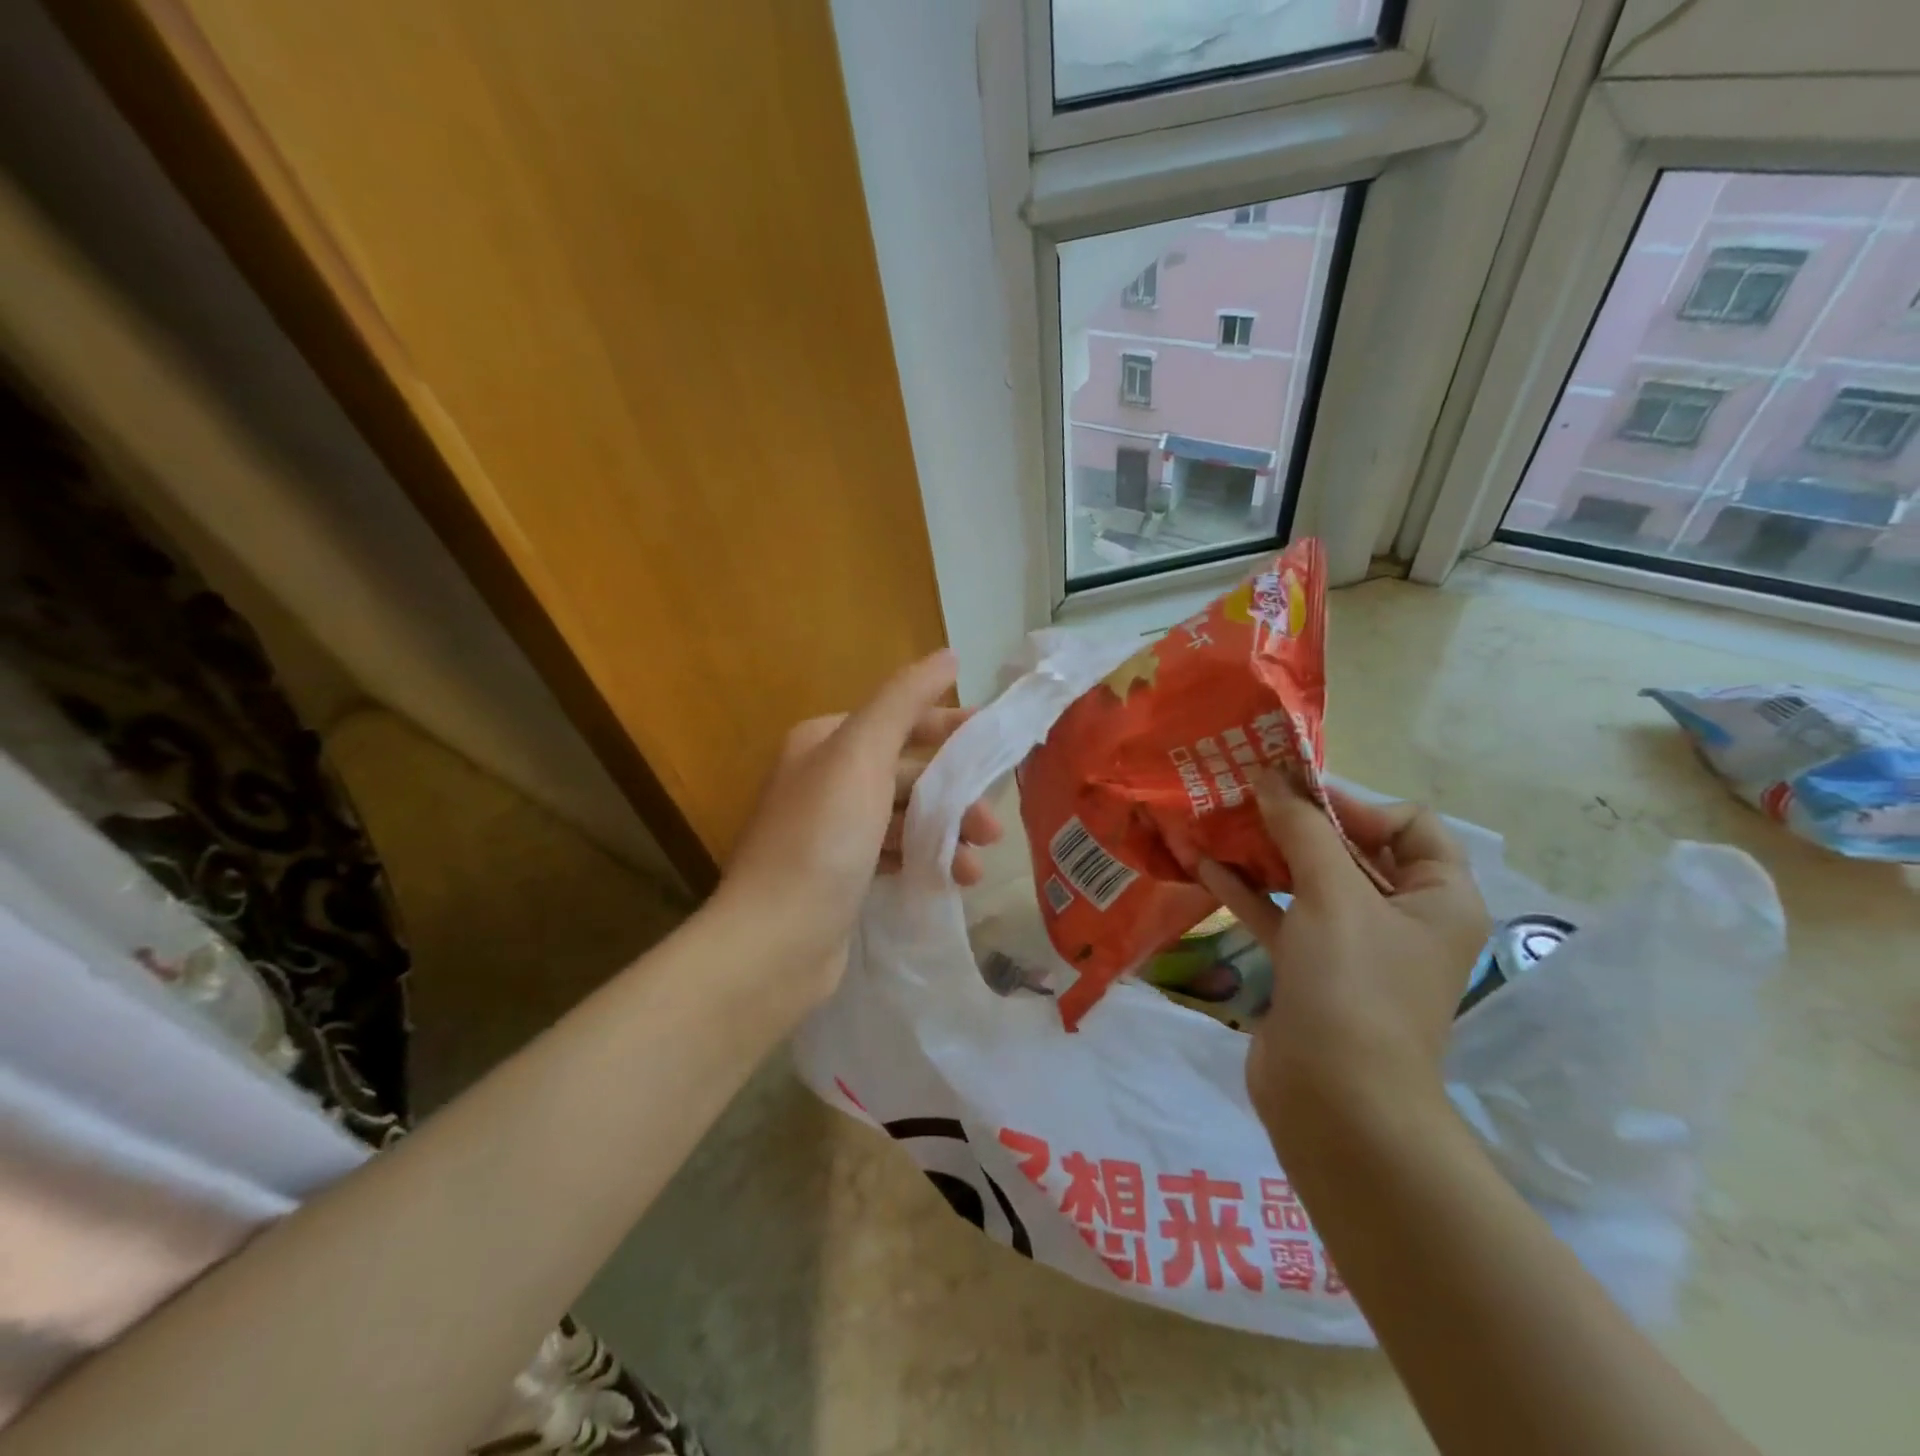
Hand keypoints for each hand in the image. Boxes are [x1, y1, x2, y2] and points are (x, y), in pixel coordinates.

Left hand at [713, 648, 1001, 1002]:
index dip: (949, 728)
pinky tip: (950, 880)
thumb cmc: (822, 838)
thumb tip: (948, 656)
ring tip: (974, 865)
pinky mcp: (840, 874)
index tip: (998, 744)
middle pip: (907, 772)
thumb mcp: (862, 756)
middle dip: (953, 795)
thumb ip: (904, 701)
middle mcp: (825, 779)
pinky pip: (894, 854)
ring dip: (944, 833)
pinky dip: (924, 860)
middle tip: (992, 826)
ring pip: (905, 817)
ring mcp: (831, 830)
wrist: (775, 941)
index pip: (899, 720)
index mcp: (825, 742)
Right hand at [1196, 772, 1489, 1145]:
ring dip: (1269, 854)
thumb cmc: (1354, 987)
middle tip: (1246, 796)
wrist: (1337, 1104)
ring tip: (1220, 823)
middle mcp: (1403, 917)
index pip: (1408, 822)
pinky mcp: (1312, 970)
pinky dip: (1250, 892)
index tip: (1294, 796)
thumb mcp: (1332, 894)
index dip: (1352, 803)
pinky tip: (1206, 867)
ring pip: (1311, 881)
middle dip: (1299, 822)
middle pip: (1353, 848)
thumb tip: (1271, 775)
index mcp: (1438, 896)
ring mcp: (1355, 947)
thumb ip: (1301, 829)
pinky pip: (1283, 916)